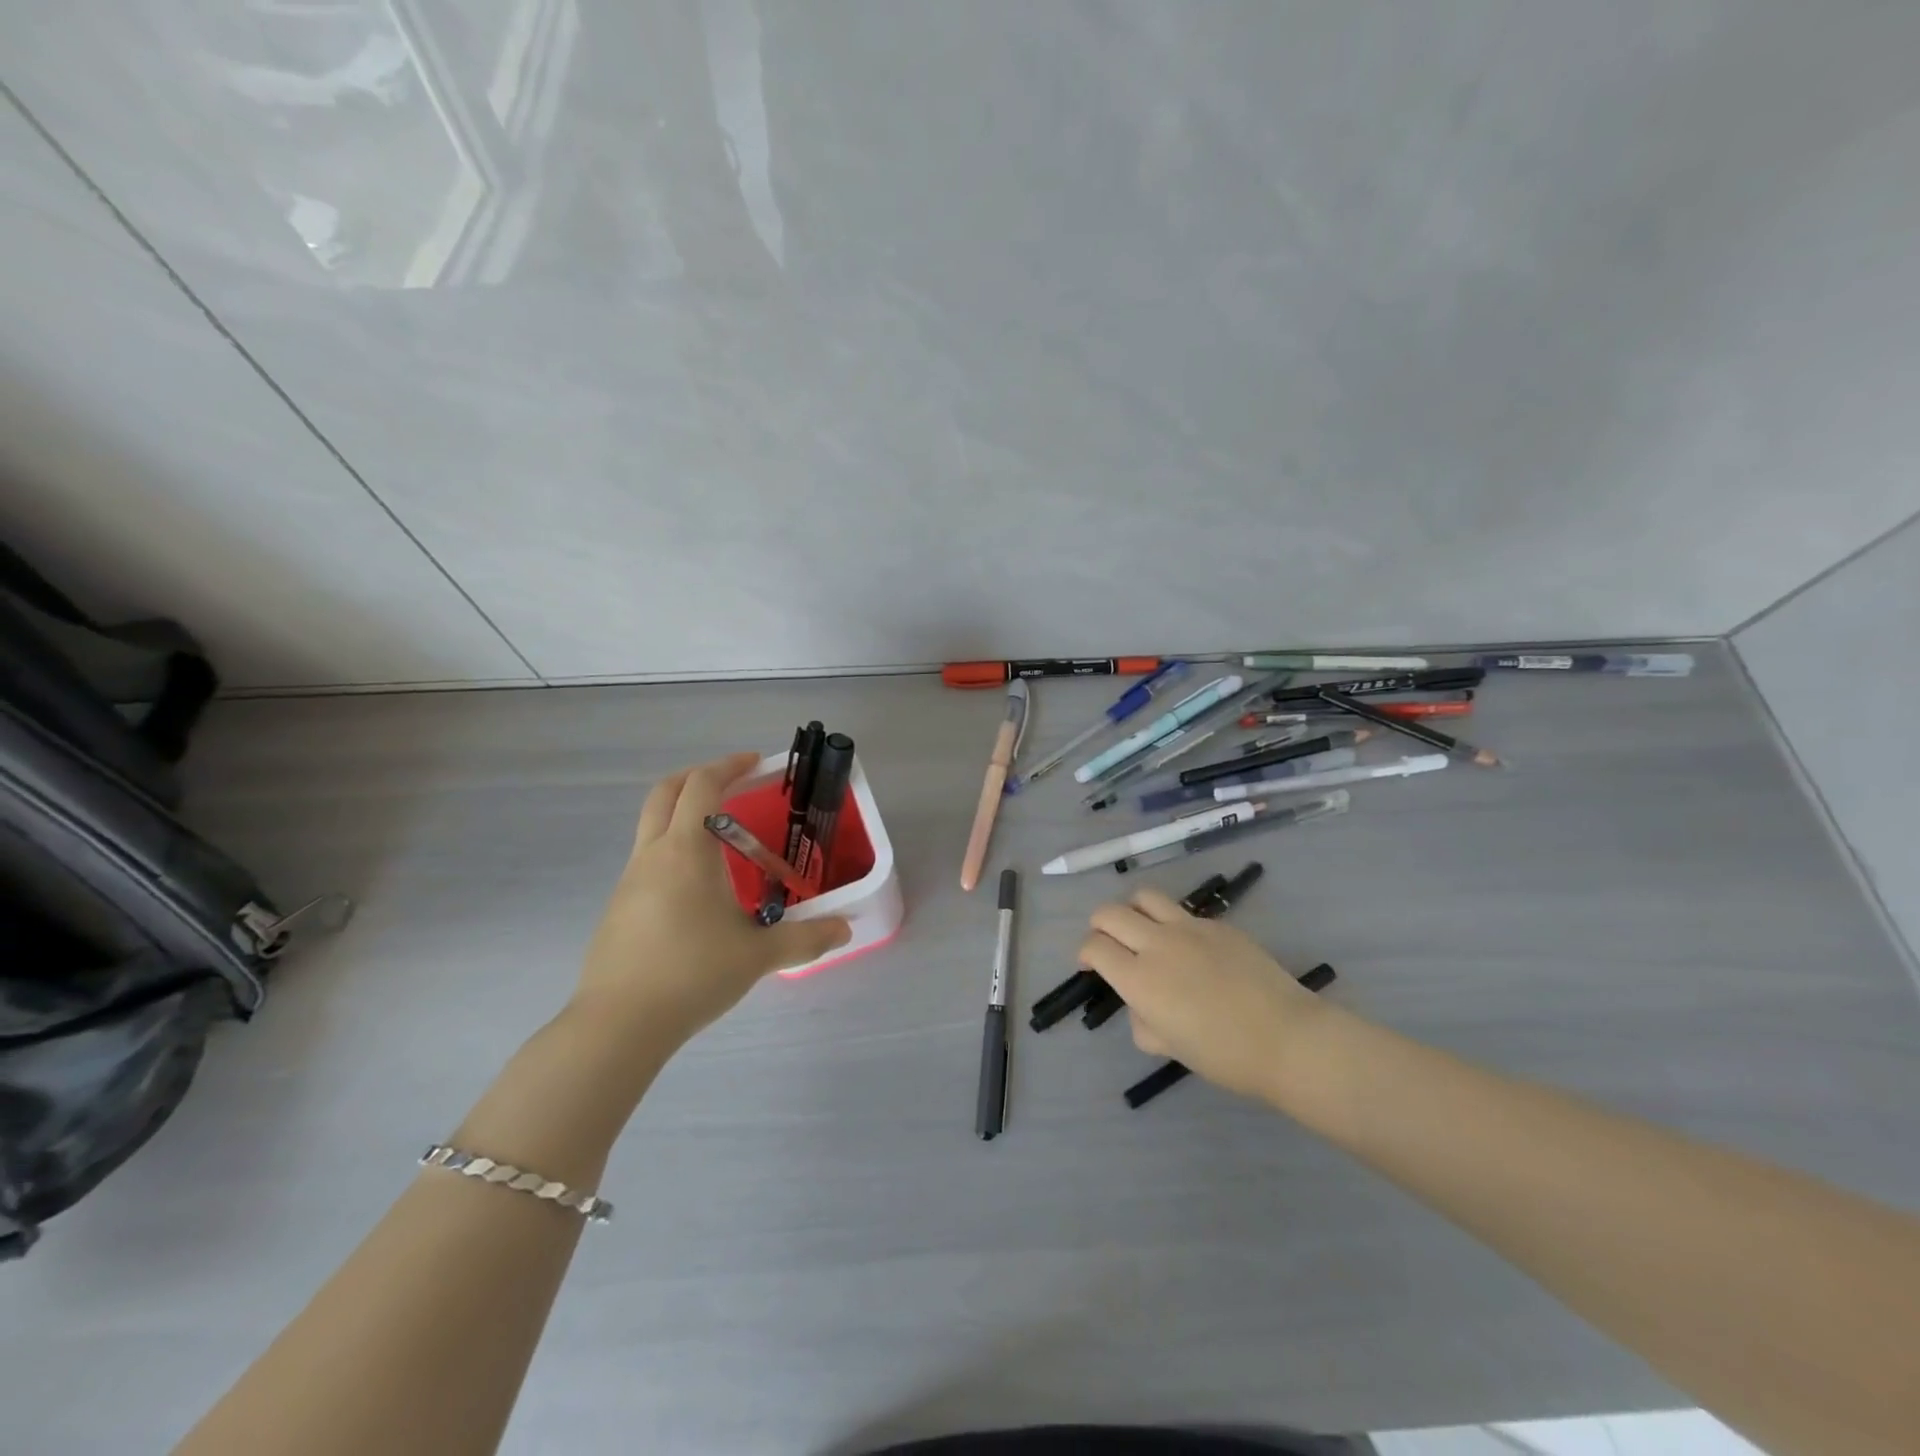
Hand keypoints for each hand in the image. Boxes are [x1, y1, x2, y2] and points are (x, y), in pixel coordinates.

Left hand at [574, 752, 850, 1047]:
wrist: (618, 1025)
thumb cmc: (692, 974)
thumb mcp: (759, 956)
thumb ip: (807, 938)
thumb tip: (845, 930)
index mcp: (686, 852)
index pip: (702, 786)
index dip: (729, 766)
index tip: (756, 762)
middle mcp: (653, 855)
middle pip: (665, 792)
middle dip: (698, 777)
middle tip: (731, 783)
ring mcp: (629, 881)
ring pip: (652, 825)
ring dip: (684, 815)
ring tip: (724, 842)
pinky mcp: (619, 908)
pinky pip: (648, 860)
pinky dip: (674, 851)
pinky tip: (700, 891)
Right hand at [1078, 888, 1332, 1105]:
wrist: (1287, 1037)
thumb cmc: (1224, 1055)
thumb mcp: (1169, 1047)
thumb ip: (1143, 1020)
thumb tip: (1143, 1004)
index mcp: (1139, 979)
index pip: (1094, 947)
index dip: (1084, 953)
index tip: (1089, 965)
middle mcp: (1156, 944)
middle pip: (1109, 913)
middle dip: (1099, 925)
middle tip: (1107, 943)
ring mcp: (1189, 928)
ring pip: (1143, 897)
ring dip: (1132, 910)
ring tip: (1141, 929)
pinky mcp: (1217, 923)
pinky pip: (1181, 913)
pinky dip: (1171, 923)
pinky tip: (1190, 950)